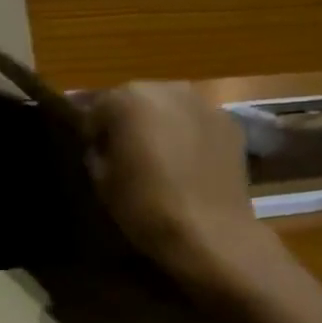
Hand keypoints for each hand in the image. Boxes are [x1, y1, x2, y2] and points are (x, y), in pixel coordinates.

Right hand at [84, 81, 274, 294]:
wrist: (210, 233)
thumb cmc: (145, 206)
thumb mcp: (101, 181)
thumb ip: (96, 151)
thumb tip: (101, 145)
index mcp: (127, 99)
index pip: (98, 108)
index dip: (93, 133)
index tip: (96, 156)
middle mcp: (166, 89)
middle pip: (136, 99)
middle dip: (128, 122)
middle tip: (127, 155)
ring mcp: (202, 103)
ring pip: (169, 107)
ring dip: (160, 124)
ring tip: (161, 157)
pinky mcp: (228, 123)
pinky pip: (196, 121)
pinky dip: (189, 133)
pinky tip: (189, 163)